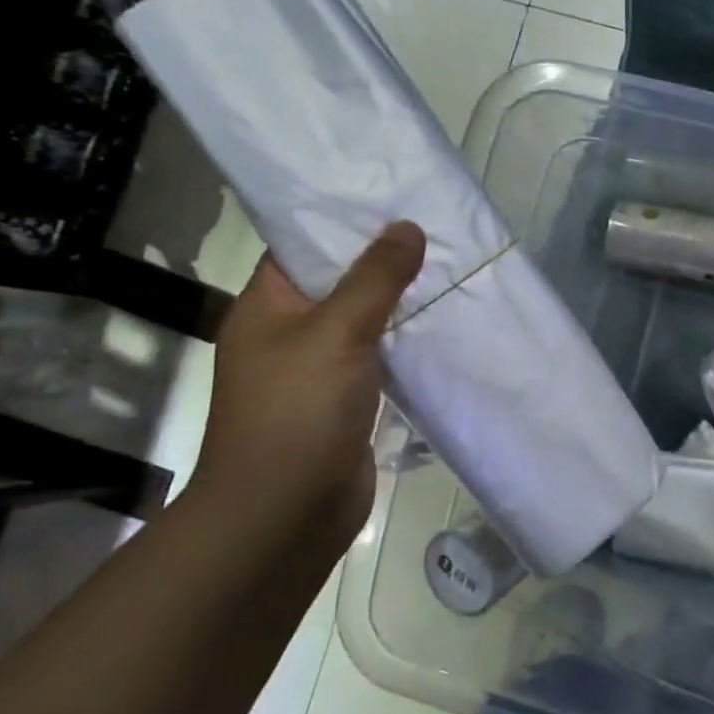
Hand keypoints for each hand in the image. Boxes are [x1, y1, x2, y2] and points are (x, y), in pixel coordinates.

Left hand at [196, 222, 425, 517]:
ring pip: (362, 321)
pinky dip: (404, 342)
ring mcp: (316, 370)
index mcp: (264, 307)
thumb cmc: (296, 413)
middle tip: (434, 229)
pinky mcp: (344, 401)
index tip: (391, 198)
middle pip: (337, 282)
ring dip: (398, 302)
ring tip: (448, 267)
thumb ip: (375, 278)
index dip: (341, 221)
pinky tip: (442, 324)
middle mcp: (286, 333)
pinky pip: (377, 357)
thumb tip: (407, 227)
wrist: (283, 515)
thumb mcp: (337, 332)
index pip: (300, 246)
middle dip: (382, 260)